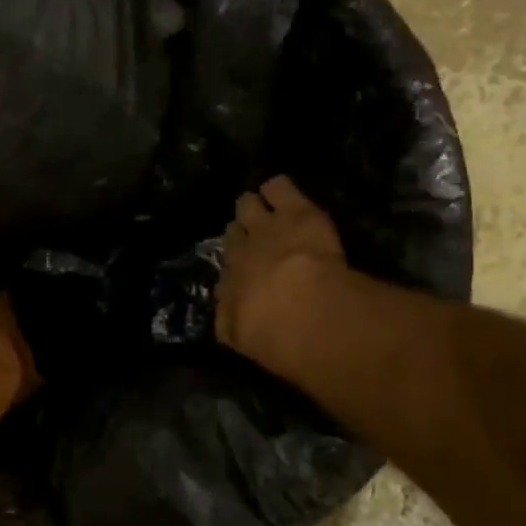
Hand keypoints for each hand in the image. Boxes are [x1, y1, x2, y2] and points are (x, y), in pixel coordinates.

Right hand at [217, 176, 345, 372]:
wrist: (300, 308)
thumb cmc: (272, 335)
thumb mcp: (240, 339)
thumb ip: (230, 322)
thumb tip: (226, 312)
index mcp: (229, 289)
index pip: (225, 276)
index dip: (234, 273)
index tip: (243, 276)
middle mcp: (239, 254)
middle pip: (232, 234)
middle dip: (240, 234)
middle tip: (255, 238)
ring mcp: (264, 228)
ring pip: (247, 204)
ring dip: (254, 207)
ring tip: (265, 209)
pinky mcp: (294, 211)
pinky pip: (277, 187)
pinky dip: (278, 190)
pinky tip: (283, 193)